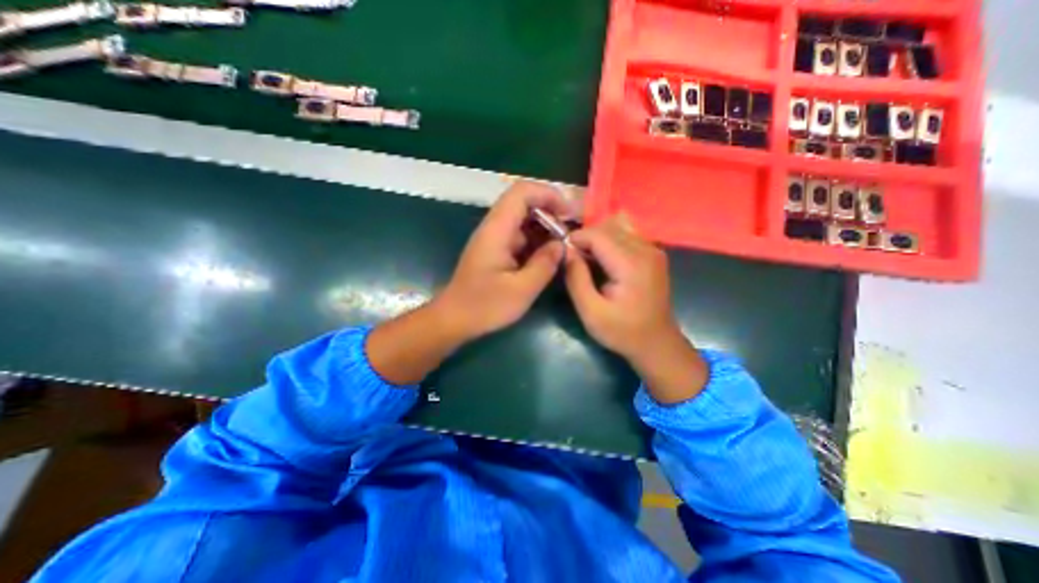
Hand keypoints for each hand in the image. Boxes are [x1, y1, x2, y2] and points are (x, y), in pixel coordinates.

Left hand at [432, 181, 570, 338]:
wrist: (454, 318)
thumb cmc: (484, 306)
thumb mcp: (521, 290)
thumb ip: (544, 264)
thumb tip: (562, 245)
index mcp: (497, 230)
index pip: (522, 192)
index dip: (548, 194)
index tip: (568, 213)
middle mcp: (494, 227)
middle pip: (524, 203)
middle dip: (551, 213)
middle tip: (570, 233)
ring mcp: (494, 238)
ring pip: (523, 220)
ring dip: (545, 228)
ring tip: (564, 246)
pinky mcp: (495, 249)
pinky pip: (520, 235)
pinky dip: (536, 241)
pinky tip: (548, 257)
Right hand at [564, 215, 710, 405]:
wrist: (657, 343)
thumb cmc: (622, 331)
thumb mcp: (591, 312)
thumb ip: (576, 278)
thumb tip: (566, 251)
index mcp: (631, 264)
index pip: (597, 234)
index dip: (575, 238)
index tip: (562, 253)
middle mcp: (646, 249)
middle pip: (608, 227)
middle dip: (585, 238)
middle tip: (573, 259)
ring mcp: (653, 249)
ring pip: (617, 227)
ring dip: (597, 238)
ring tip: (586, 259)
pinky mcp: (653, 254)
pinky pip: (627, 235)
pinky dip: (609, 241)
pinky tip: (603, 260)